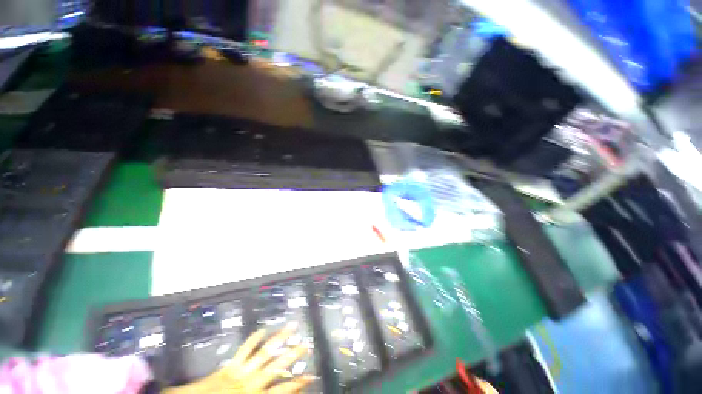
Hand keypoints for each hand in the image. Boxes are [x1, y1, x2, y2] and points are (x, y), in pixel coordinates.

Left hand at [164, 324, 314, 393]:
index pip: (283, 390)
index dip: (298, 383)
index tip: (312, 376)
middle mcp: (251, 382)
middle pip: (277, 365)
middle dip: (293, 354)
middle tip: (306, 344)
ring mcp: (241, 371)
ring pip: (265, 351)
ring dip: (279, 339)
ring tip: (291, 327)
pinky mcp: (230, 366)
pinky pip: (244, 349)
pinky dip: (254, 339)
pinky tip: (263, 330)